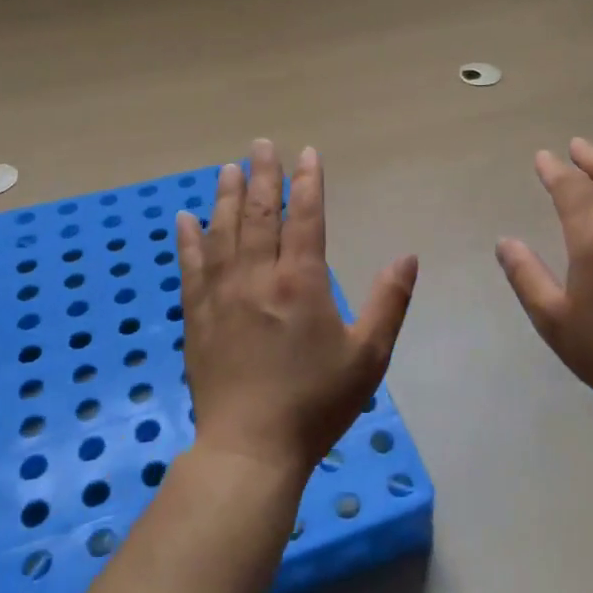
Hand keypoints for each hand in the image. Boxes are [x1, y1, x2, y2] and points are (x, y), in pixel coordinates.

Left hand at [177, 139, 418, 477]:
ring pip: (222, 231)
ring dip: (225, 196)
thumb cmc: (316, 402)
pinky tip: (184, 218)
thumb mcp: (368, 357)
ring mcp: (221, 295)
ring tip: (228, 168)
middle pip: (258, 214)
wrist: (250, 448)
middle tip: (260, 144)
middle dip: (262, 175)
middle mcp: (258, 277)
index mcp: (301, 282)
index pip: (305, 217)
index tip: (307, 153)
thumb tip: (408, 256)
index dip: (308, 182)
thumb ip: (389, 302)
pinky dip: (188, 239)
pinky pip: (190, 267)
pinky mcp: (197, 317)